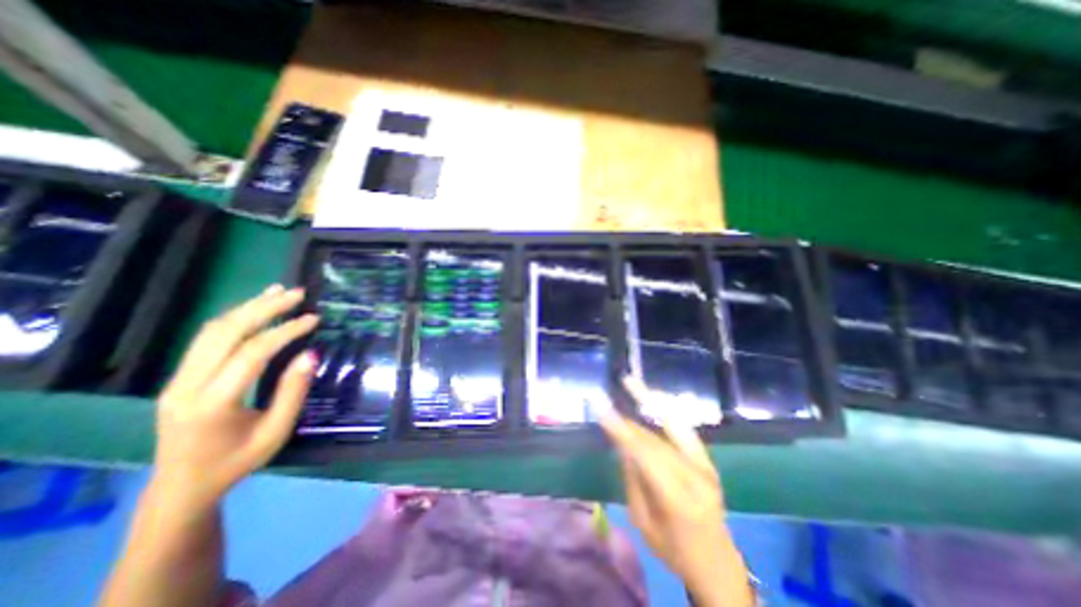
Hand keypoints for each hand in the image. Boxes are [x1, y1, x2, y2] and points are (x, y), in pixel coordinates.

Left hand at [154, 282, 316, 507]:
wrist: (182, 486)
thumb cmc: (238, 461)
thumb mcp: (276, 431)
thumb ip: (293, 392)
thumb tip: (311, 355)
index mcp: (212, 404)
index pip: (251, 354)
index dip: (285, 332)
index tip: (313, 319)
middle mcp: (187, 386)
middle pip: (225, 333)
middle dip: (264, 308)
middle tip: (298, 293)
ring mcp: (177, 379)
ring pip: (212, 331)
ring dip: (248, 307)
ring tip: (279, 292)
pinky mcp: (180, 376)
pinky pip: (207, 339)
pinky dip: (236, 318)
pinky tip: (256, 308)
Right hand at [601, 379, 752, 606]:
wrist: (718, 563)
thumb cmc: (674, 550)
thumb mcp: (643, 521)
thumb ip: (633, 479)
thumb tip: (622, 444)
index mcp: (677, 499)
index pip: (644, 454)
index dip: (621, 429)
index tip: (601, 409)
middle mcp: (695, 476)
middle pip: (654, 439)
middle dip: (627, 420)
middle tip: (605, 402)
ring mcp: (705, 465)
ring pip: (671, 426)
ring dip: (650, 401)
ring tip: (632, 382)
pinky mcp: (707, 460)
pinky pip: (685, 428)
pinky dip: (668, 410)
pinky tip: (655, 397)